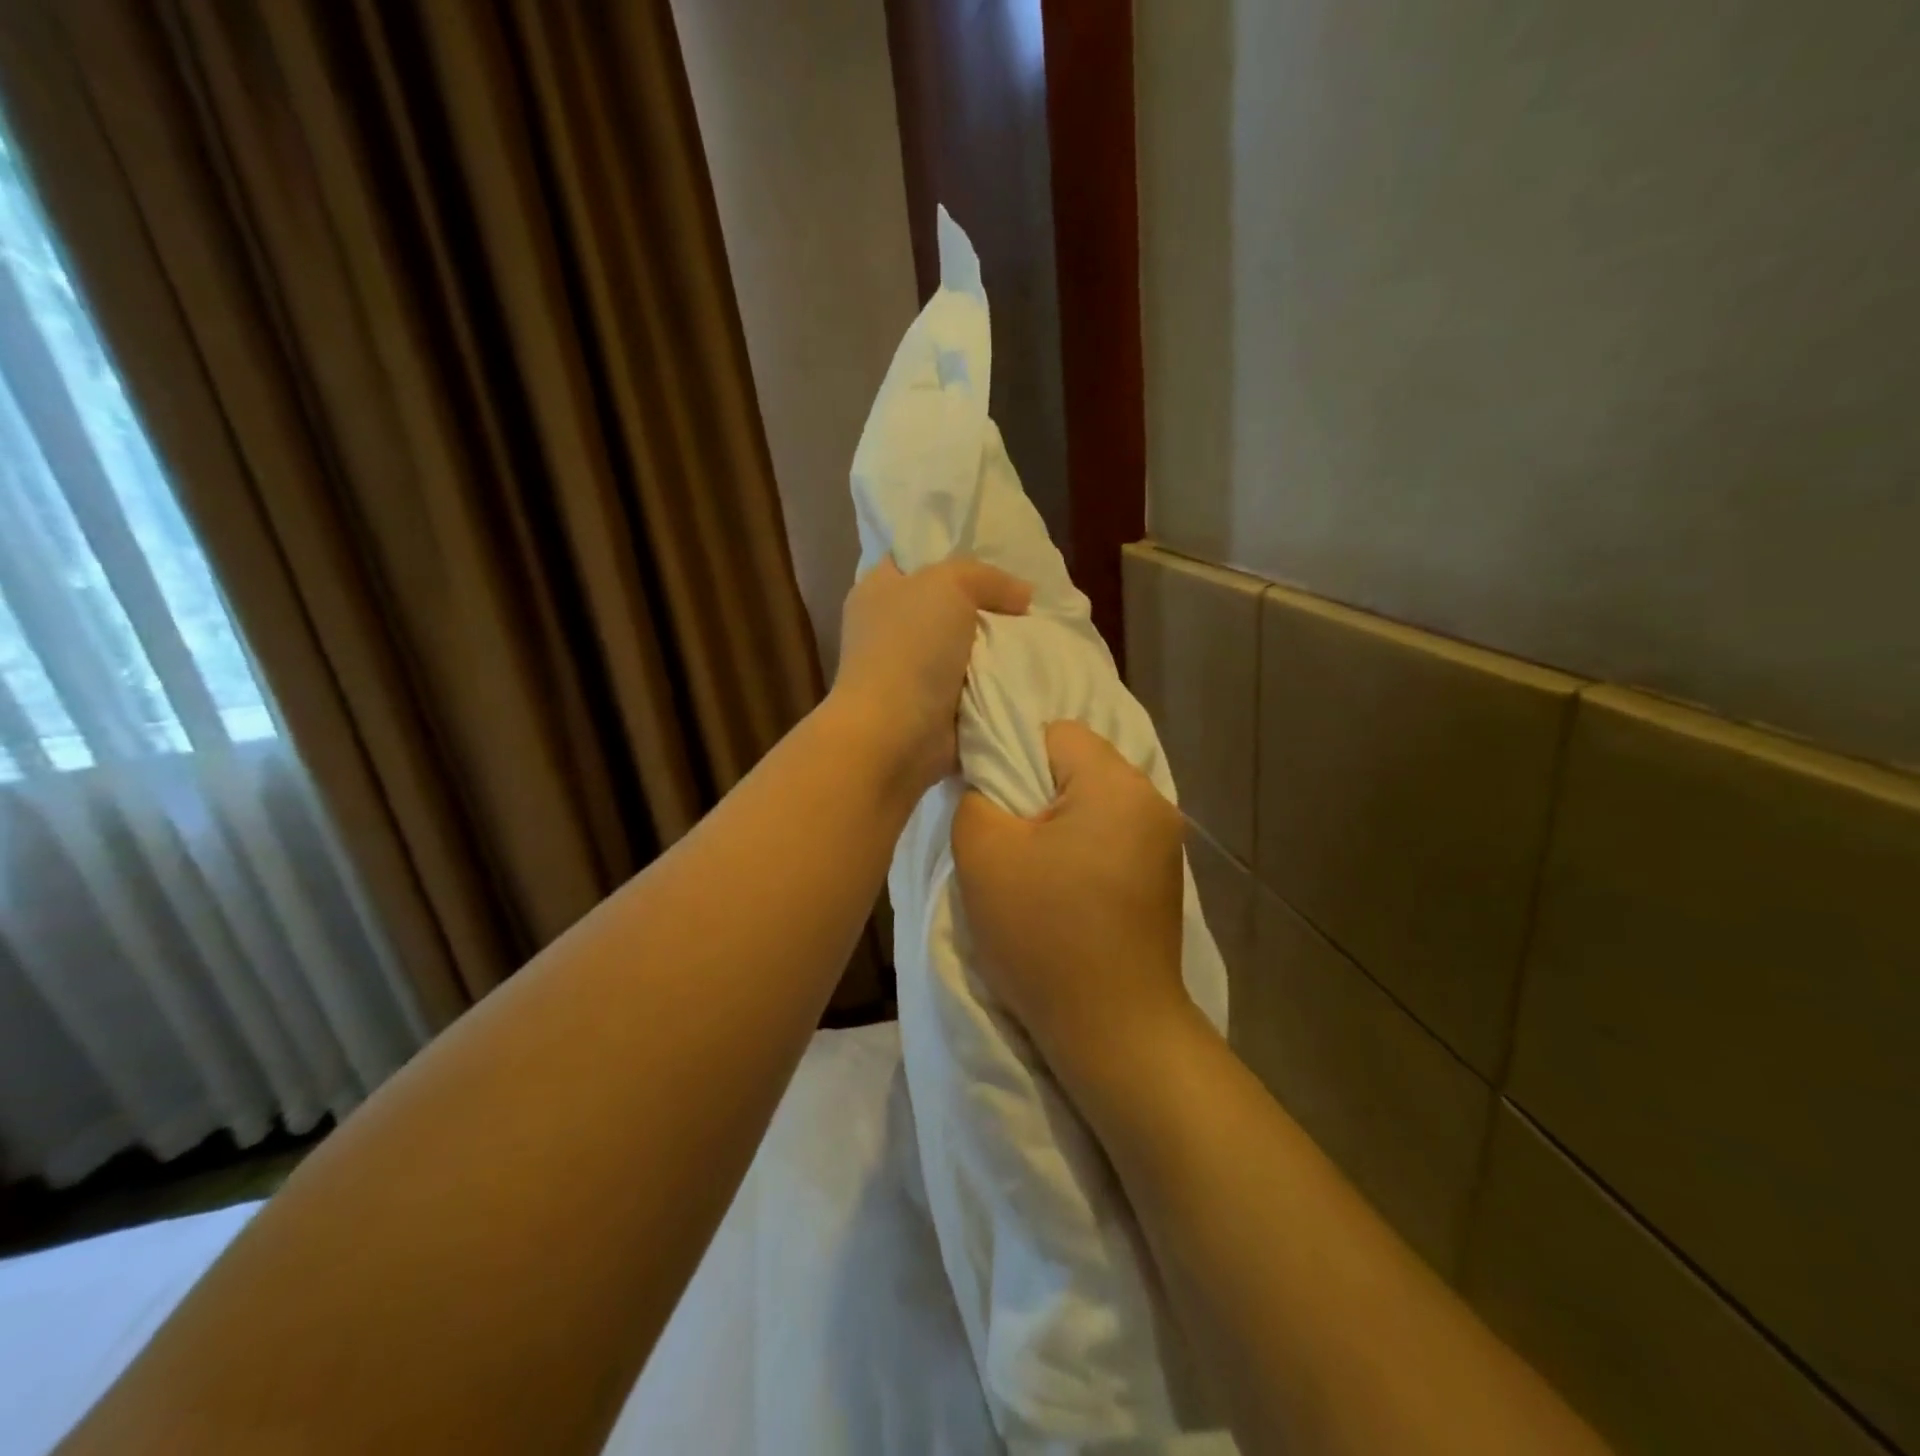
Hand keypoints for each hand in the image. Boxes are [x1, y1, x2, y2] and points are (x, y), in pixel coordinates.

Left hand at [830, 556, 1031, 796]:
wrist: (896, 733)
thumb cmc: (910, 648)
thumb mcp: (949, 585)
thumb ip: (988, 577)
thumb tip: (1023, 595)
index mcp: (877, 590)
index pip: (913, 559)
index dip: (951, 555)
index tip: (996, 559)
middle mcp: (889, 628)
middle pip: (946, 606)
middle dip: (985, 606)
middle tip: (1029, 604)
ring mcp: (910, 672)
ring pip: (964, 648)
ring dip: (996, 649)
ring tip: (1038, 638)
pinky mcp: (931, 708)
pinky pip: (972, 686)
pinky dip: (996, 685)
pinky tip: (1028, 674)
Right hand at [951, 721, 1192, 1097]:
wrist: (1113, 1029)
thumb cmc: (1044, 934)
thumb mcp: (984, 855)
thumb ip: (976, 795)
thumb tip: (987, 779)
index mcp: (1116, 783)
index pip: (1055, 732)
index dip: (1014, 757)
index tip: (995, 805)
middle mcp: (1152, 801)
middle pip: (1079, 765)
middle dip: (1037, 792)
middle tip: (1010, 842)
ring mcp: (1165, 842)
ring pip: (1094, 803)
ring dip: (1060, 823)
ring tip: (1035, 871)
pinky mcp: (1164, 877)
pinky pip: (1112, 836)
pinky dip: (1083, 849)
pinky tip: (1066, 892)